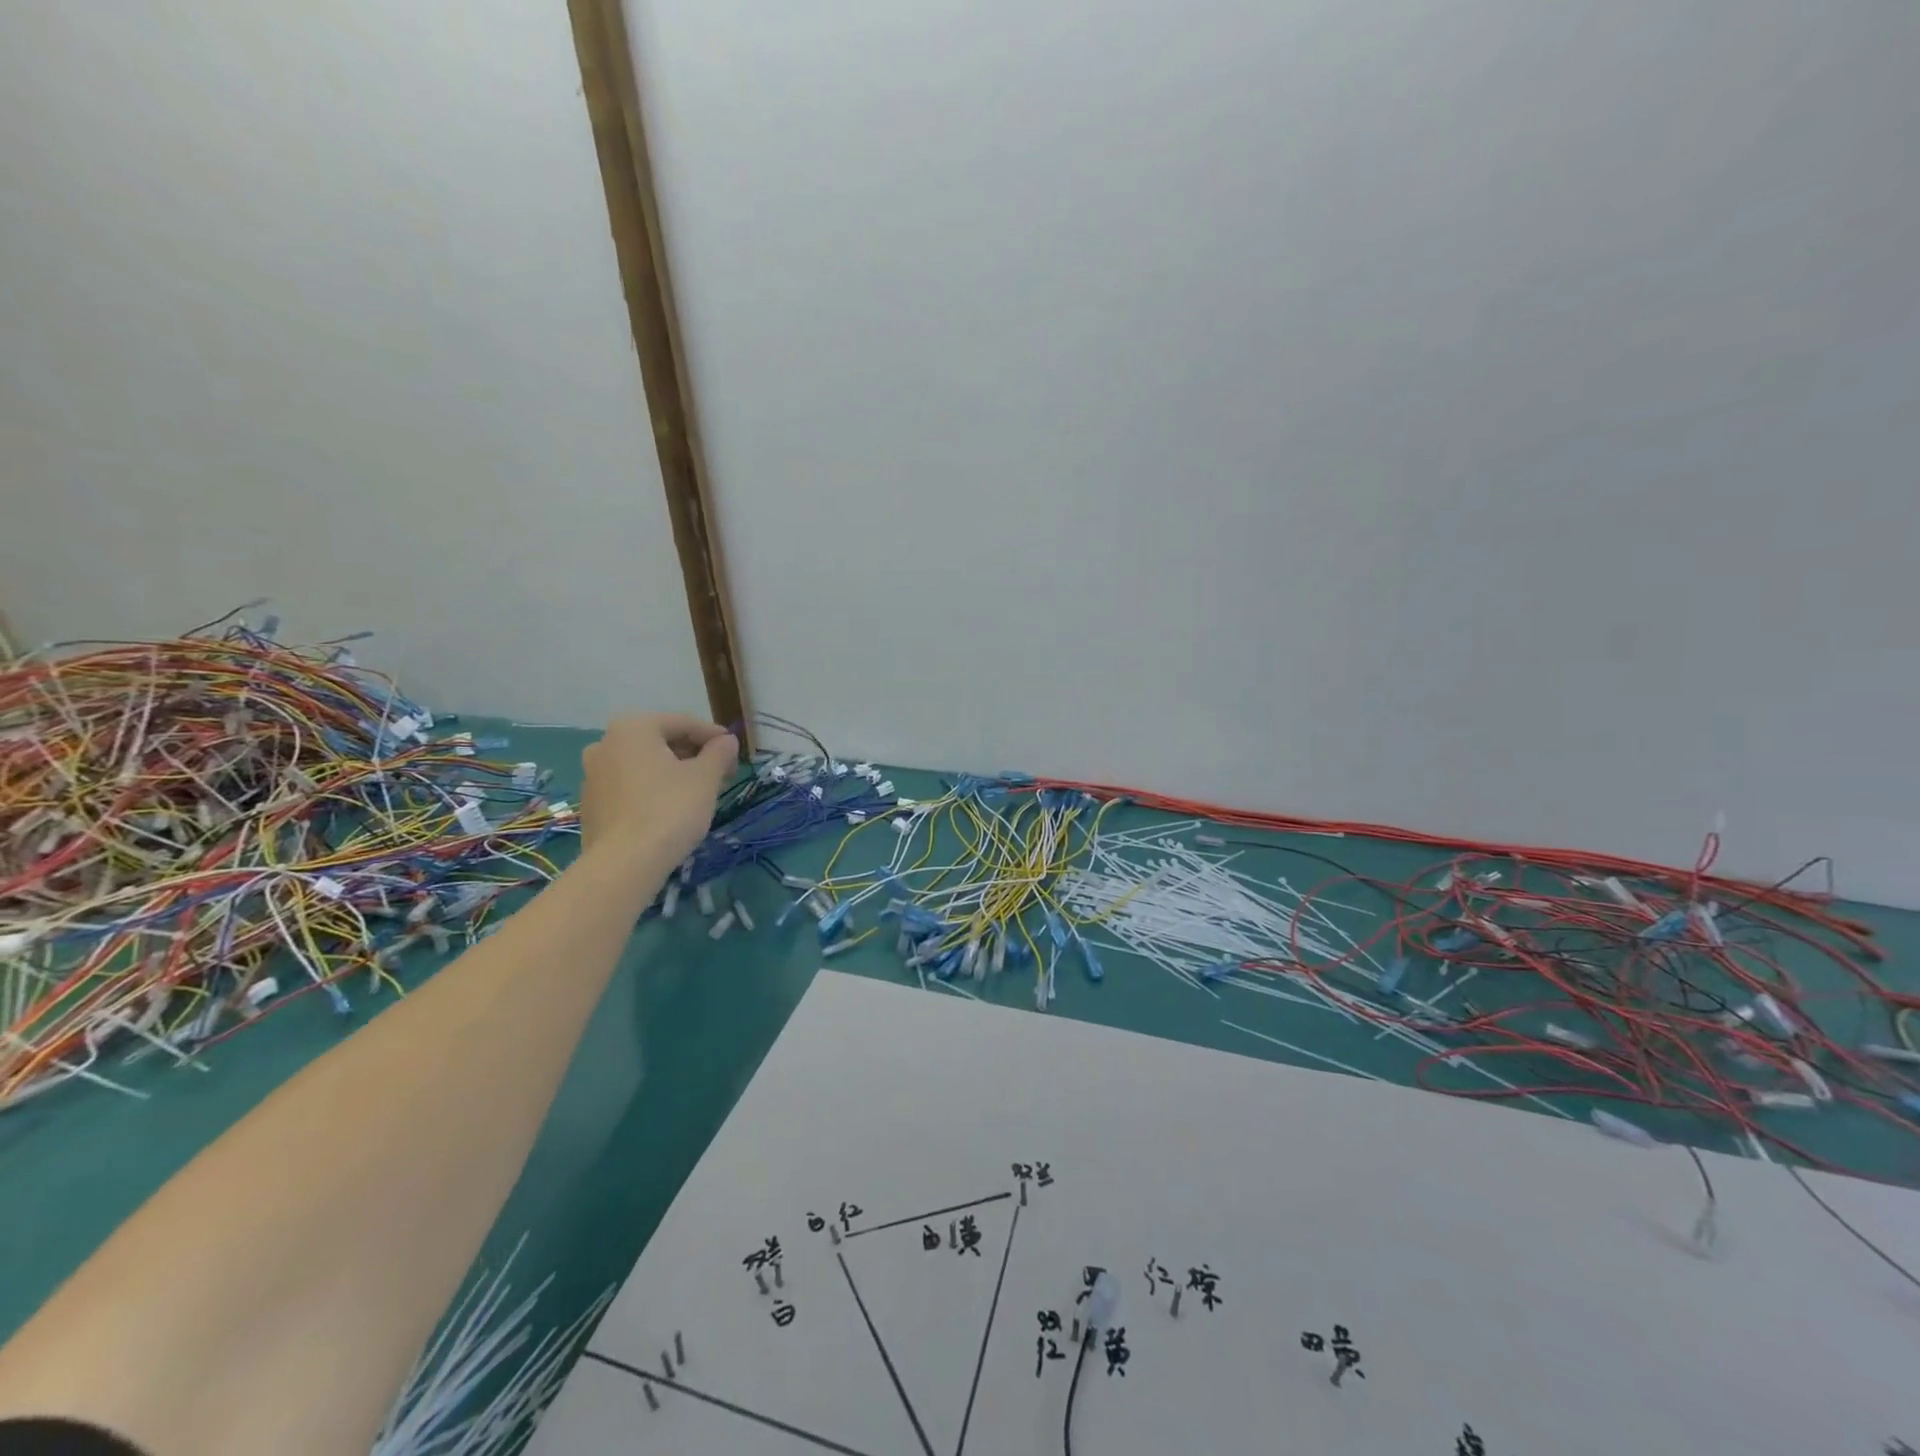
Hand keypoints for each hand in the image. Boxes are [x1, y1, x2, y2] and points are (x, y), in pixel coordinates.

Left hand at [579, 713, 737, 864]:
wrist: (625, 863)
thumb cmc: (670, 809)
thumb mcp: (705, 778)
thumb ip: (719, 752)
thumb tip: (727, 741)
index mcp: (633, 728)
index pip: (683, 723)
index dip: (714, 736)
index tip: (734, 751)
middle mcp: (605, 743)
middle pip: (660, 741)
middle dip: (692, 754)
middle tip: (719, 773)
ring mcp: (593, 774)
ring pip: (643, 764)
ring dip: (672, 771)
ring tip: (697, 792)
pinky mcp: (590, 804)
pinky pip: (629, 786)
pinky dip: (652, 789)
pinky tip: (670, 809)